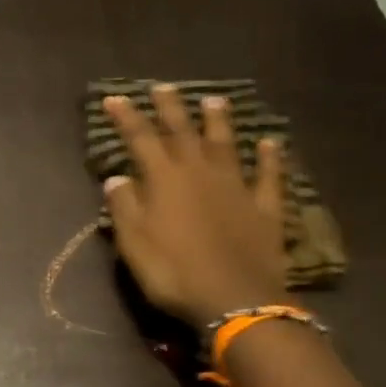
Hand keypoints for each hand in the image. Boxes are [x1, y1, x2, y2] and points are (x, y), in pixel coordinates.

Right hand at [102, 84, 291, 328]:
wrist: (235, 299)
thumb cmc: (174, 273)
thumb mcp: (134, 244)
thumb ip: (124, 207)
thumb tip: (116, 177)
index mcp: (165, 181)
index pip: (141, 139)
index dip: (127, 118)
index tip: (115, 98)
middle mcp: (201, 173)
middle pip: (183, 132)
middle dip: (170, 108)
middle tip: (163, 87)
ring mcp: (237, 188)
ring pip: (226, 145)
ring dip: (218, 122)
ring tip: (214, 100)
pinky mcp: (265, 208)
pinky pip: (268, 176)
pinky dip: (270, 158)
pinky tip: (270, 143)